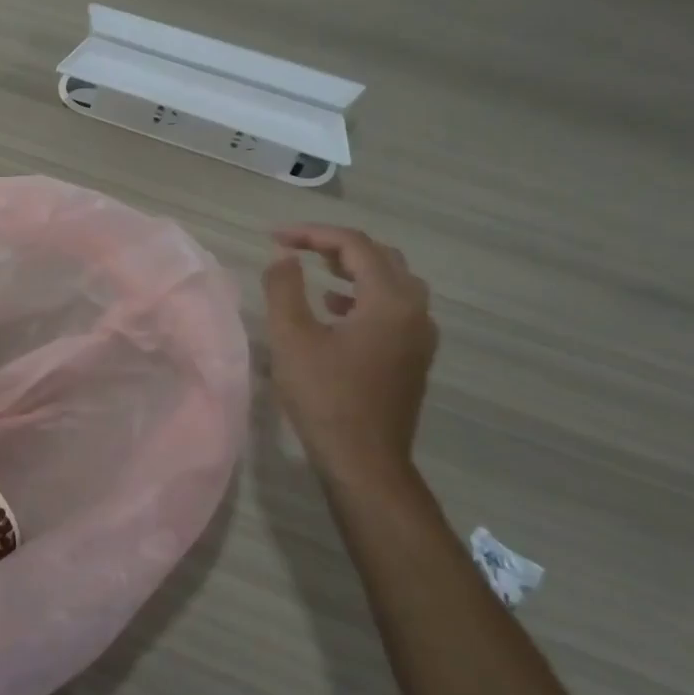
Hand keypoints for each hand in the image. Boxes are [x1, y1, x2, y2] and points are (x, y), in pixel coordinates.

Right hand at [262, 224, 436, 476]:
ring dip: (354, 270)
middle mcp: (415, 311)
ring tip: (316, 272)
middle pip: (381, 257)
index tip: (274, 237)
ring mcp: (419, 335)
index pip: (354, 245)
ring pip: (392, 282)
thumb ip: (284, 288)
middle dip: (336, 246)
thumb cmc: (325, 396)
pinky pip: (394, 307)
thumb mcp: (291, 338)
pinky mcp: (413, 356)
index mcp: (390, 300)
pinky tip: (335, 310)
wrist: (364, 460)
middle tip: (297, 248)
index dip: (312, 234)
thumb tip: (283, 256)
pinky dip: (364, 296)